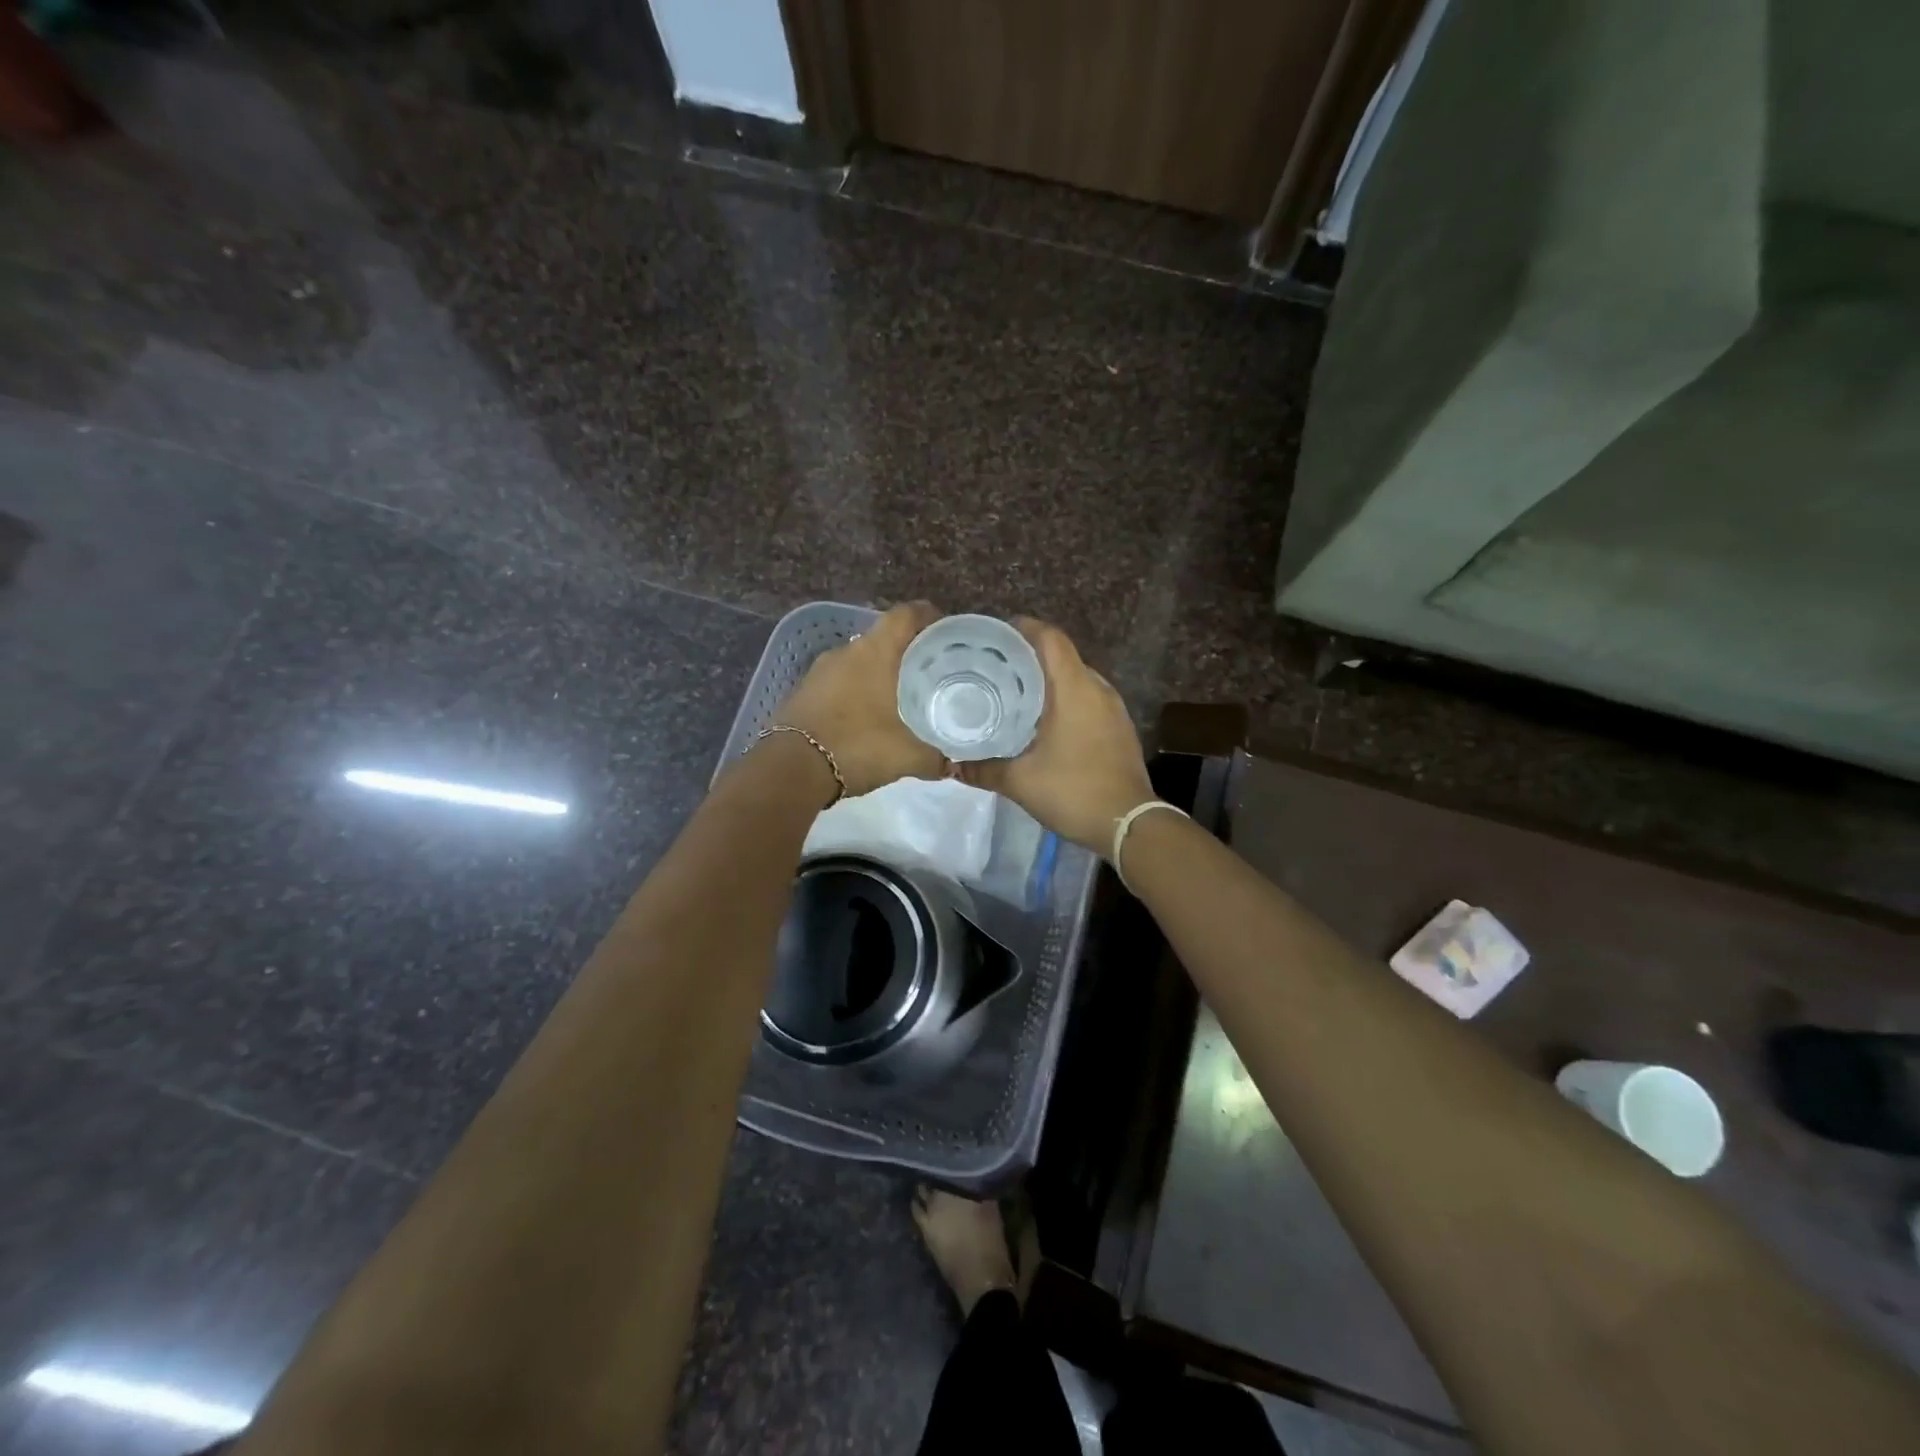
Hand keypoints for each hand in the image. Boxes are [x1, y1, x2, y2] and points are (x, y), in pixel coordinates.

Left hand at [775, 601, 947, 798]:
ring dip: (879, 674)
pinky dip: (857, 691)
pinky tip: (868, 717)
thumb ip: (935, 758)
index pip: (906, 615)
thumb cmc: (856, 747)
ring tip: (902, 697)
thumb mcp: (906, 756)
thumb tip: (952, 764)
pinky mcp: (803, 692)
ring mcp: (819, 671)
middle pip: (883, 638)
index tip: (946, 632)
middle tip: (931, 673)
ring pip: (859, 662)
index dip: (928, 616)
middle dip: (907, 652)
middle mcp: (846, 651)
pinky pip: (840, 682)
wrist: (790, 770)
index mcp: (874, 652)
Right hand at [957, 618, 1153, 853]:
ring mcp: (1114, 708)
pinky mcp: (1120, 727)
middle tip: (995, 669)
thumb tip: (954, 764)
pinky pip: (1088, 699)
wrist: (1129, 824)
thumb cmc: (1073, 791)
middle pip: (1061, 656)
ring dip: (1048, 681)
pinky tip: (1044, 722)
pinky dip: (1065, 700)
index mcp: (1074, 688)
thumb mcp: (1020, 782)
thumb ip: (983, 769)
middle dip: (1029, 657)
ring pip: (1076, 678)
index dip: (1023, 629)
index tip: (995, 637)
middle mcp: (1097, 688)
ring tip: (1015, 694)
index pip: (1050, 638)